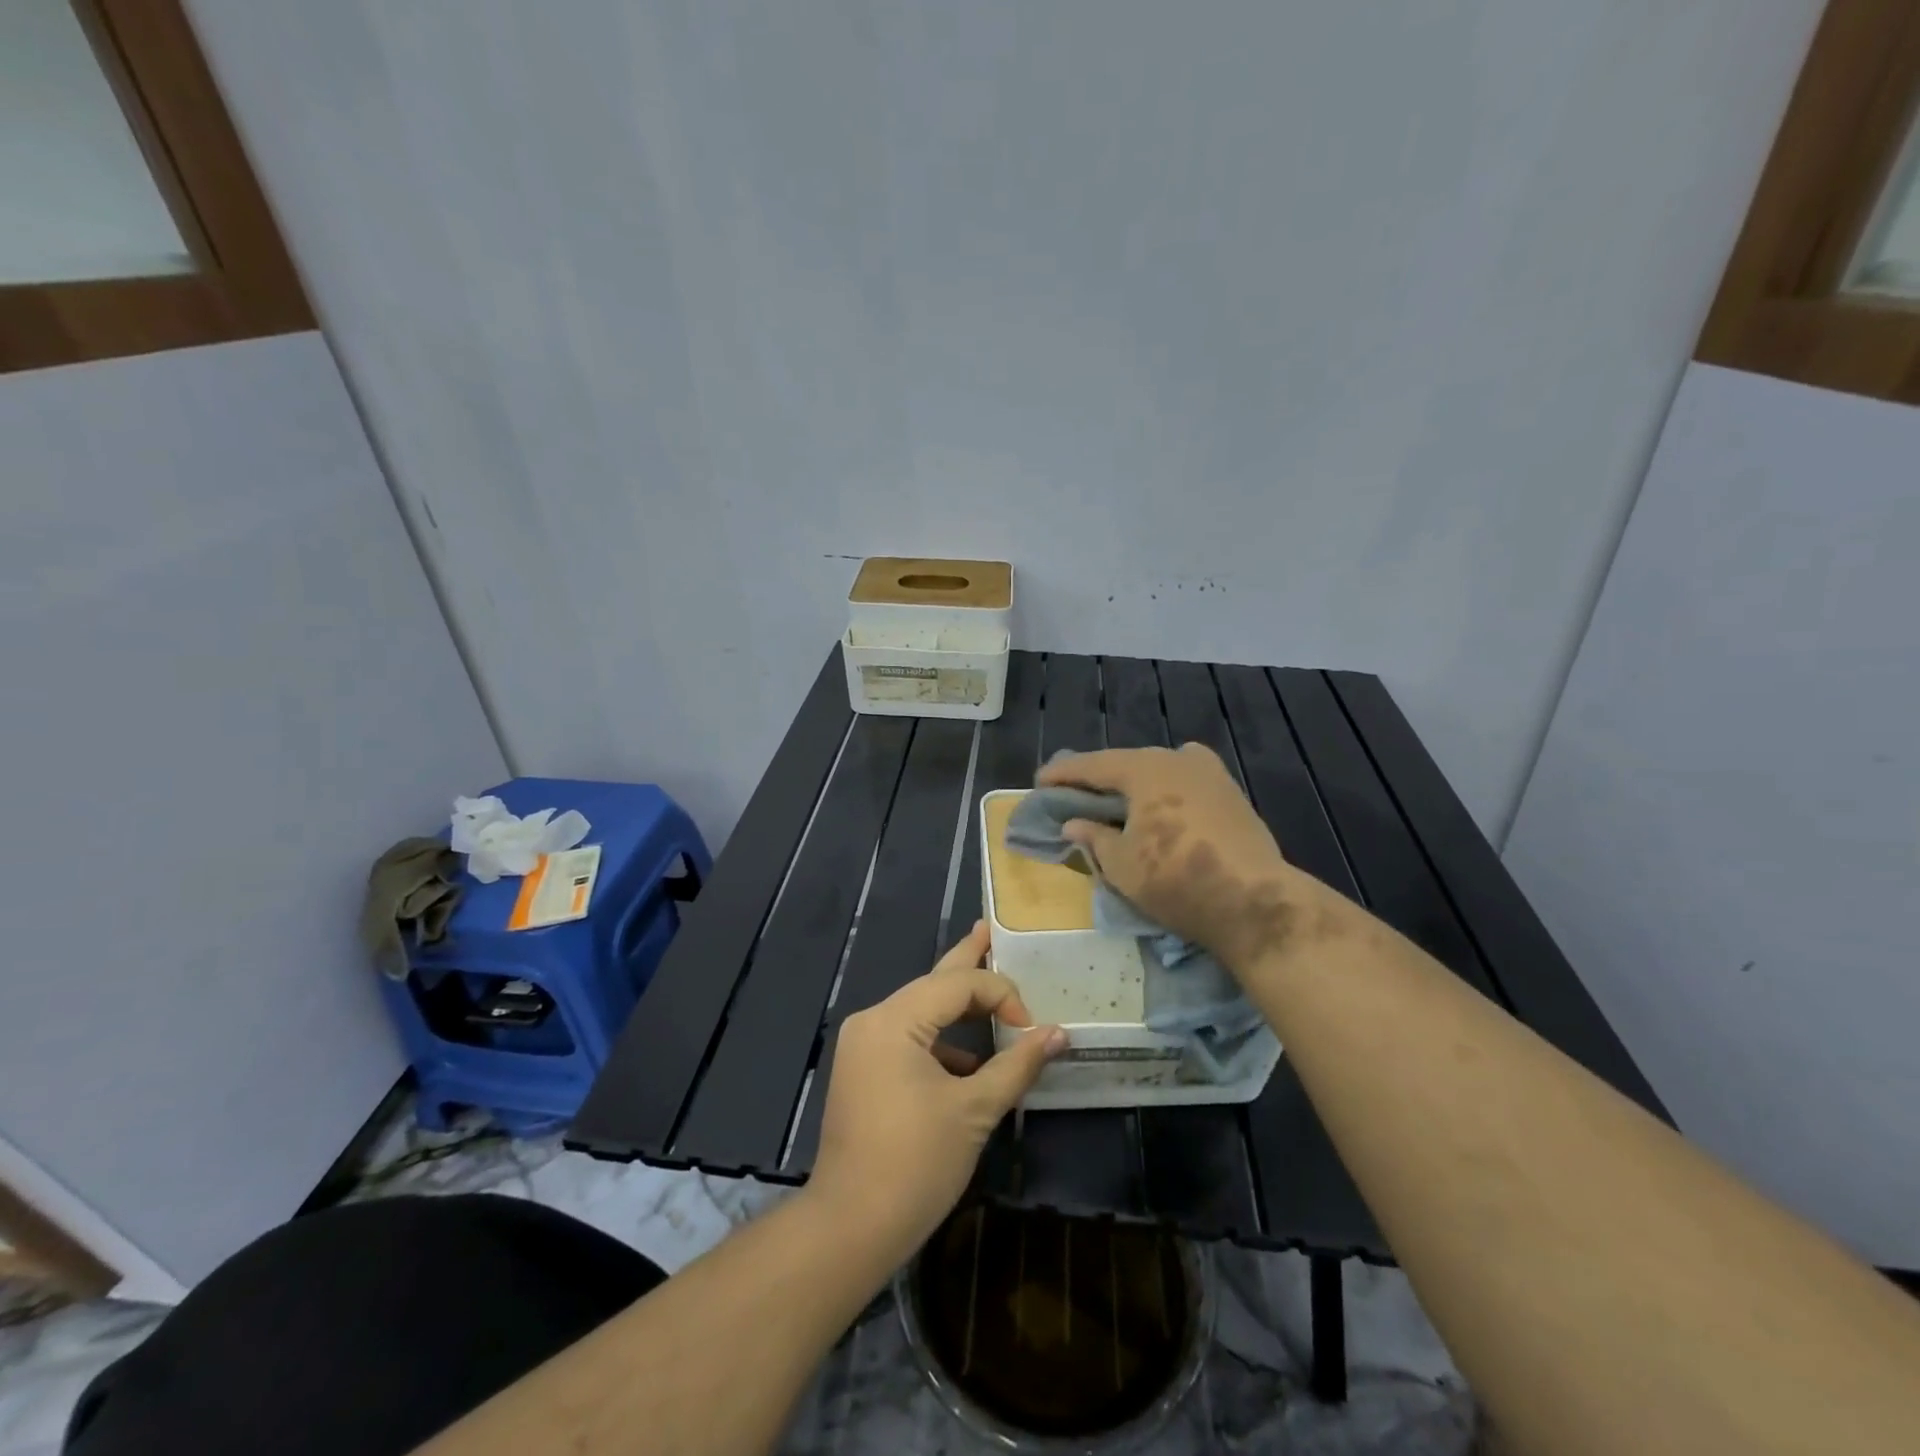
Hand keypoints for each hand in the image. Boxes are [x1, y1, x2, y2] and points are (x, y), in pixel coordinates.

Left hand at [808, 922, 1064, 1263]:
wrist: (850, 1227)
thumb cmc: (915, 1164)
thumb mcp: (974, 1110)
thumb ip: (1017, 1065)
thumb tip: (1058, 1034)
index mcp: (893, 1020)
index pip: (957, 984)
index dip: (1001, 994)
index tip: (1032, 1029)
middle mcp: (872, 1020)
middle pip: (932, 983)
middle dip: (966, 959)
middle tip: (988, 929)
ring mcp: (863, 1046)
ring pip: (920, 1011)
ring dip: (957, 1008)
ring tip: (989, 991)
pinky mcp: (863, 1071)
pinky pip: (908, 1039)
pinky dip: (941, 1042)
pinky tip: (969, 1059)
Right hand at [1037, 743, 1300, 973]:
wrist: (1253, 901)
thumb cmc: (1175, 880)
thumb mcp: (1121, 864)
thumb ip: (1093, 837)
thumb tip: (1073, 825)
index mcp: (1145, 770)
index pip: (1094, 765)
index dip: (1064, 774)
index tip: (1040, 781)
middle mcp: (1177, 759)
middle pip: (1127, 762)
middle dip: (1099, 776)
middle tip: (1074, 789)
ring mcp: (1210, 774)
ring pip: (1159, 769)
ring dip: (1134, 781)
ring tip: (1116, 798)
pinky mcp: (1231, 794)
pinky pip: (1184, 780)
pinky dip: (1163, 789)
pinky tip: (1159, 804)